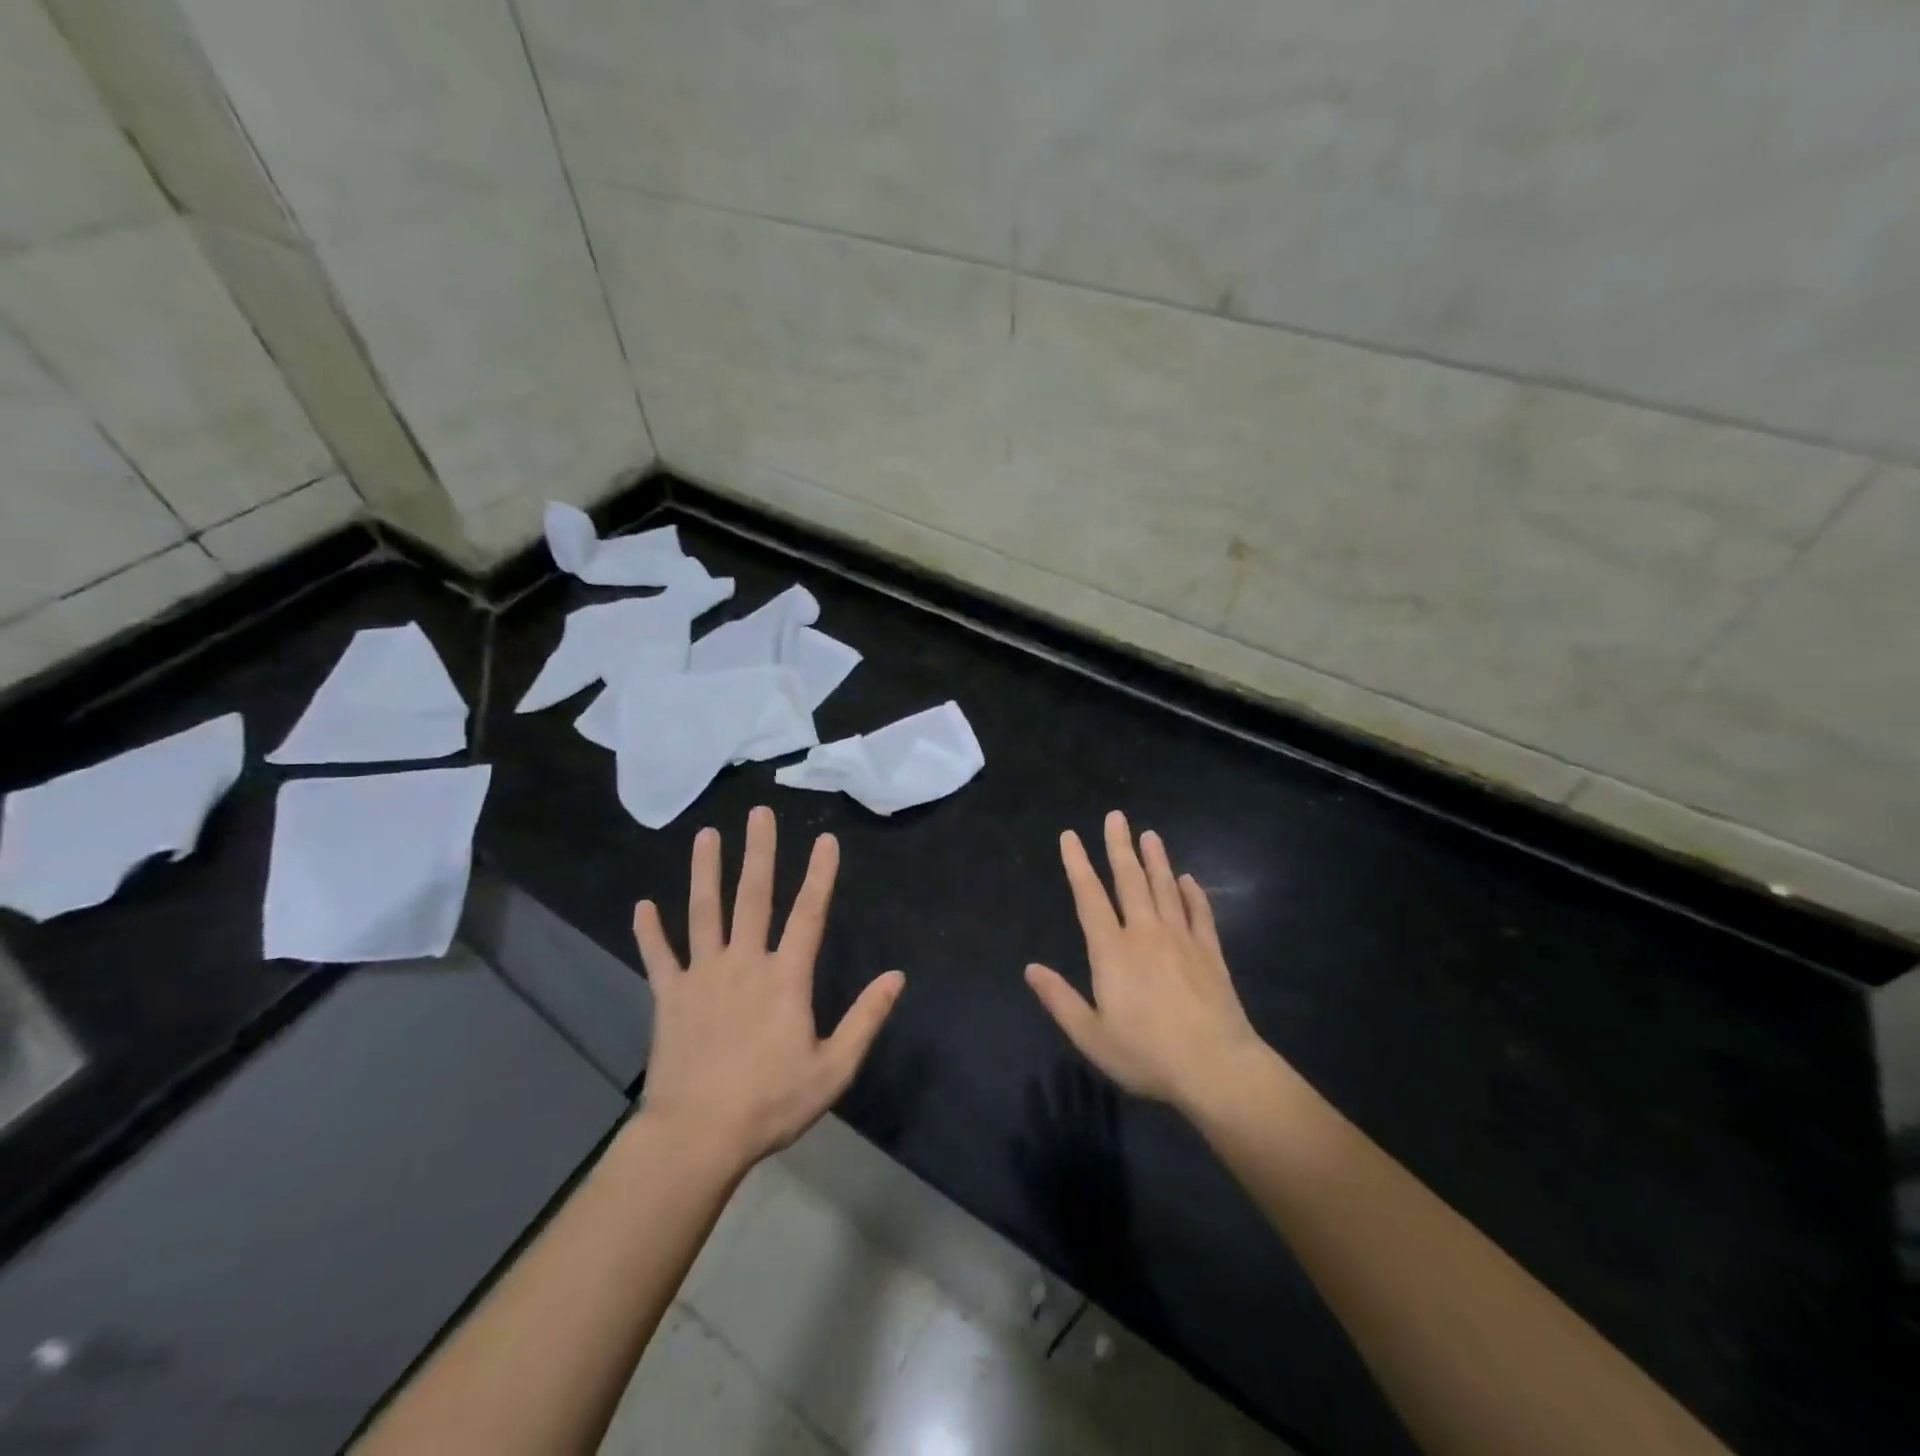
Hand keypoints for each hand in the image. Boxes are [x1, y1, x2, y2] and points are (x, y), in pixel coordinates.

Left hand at [633, 806, 904, 1172]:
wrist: (697, 1137)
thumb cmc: (771, 1103)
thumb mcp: (833, 1068)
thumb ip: (865, 1019)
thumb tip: (897, 977)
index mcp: (785, 978)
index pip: (808, 914)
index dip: (820, 875)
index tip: (826, 839)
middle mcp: (743, 964)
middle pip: (752, 897)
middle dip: (759, 852)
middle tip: (759, 813)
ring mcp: (702, 977)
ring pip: (703, 913)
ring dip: (705, 871)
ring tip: (705, 835)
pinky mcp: (669, 997)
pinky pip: (658, 957)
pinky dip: (650, 932)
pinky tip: (642, 906)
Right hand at [1026, 810, 1262, 1113]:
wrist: (1217, 1068)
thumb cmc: (1147, 1054)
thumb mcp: (1091, 1035)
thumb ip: (1060, 999)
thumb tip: (1030, 968)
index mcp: (1112, 951)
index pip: (1089, 897)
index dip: (1078, 864)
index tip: (1070, 836)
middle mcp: (1146, 934)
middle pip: (1130, 880)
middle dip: (1119, 846)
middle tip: (1116, 816)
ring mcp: (1182, 940)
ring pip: (1166, 888)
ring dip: (1156, 860)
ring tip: (1150, 834)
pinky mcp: (1210, 953)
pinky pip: (1199, 914)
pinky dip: (1193, 894)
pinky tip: (1189, 880)